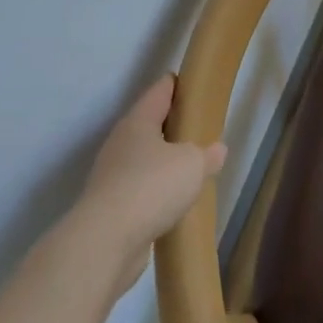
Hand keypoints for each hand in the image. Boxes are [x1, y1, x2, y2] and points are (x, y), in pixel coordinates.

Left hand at [78, 77, 225, 274]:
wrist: (106, 241)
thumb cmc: (152, 186)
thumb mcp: (193, 164)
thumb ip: (207, 154)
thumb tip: (216, 149)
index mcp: (138, 123)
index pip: (159, 92)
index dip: (175, 84)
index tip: (190, 81)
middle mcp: (120, 144)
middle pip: (149, 125)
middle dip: (172, 125)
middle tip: (198, 126)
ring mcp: (112, 175)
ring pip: (144, 158)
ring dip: (164, 160)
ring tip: (190, 165)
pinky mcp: (111, 205)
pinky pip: (140, 188)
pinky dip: (156, 189)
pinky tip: (174, 198)